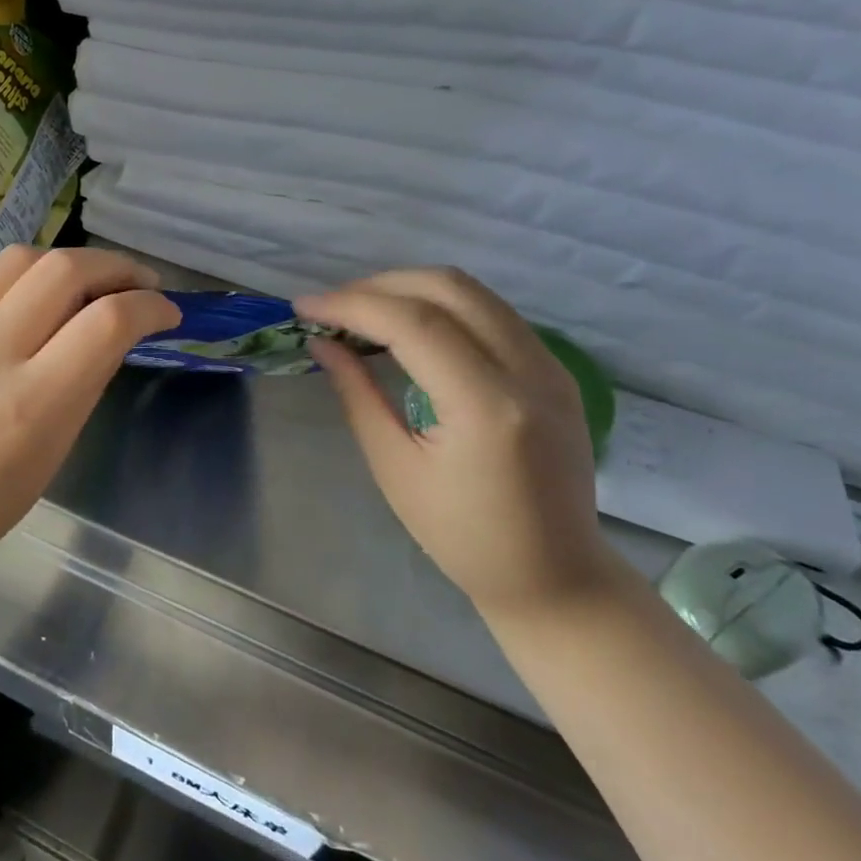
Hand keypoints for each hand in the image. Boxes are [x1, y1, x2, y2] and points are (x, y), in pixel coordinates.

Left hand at [0, 246, 179, 585]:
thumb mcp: (55, 451)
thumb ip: (85, 382)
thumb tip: (112, 330)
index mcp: (33, 402)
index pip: (107, 322)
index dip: (150, 306)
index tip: (166, 311)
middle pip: (64, 270)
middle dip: (115, 266)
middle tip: (135, 282)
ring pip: (18, 259)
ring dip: (64, 262)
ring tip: (81, 281)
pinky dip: (15, 284)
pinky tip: (23, 303)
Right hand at [298, 269, 617, 616]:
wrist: (555, 576)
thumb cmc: (463, 537)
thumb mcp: (395, 468)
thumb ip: (358, 395)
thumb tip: (322, 342)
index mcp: (487, 407)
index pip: (414, 323)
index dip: (352, 304)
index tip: (304, 307)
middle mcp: (529, 371)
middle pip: (448, 287)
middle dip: (379, 285)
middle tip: (332, 308)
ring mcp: (551, 365)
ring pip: (472, 291)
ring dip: (409, 289)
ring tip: (362, 313)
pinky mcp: (555, 369)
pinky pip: (491, 312)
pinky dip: (440, 306)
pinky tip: (407, 329)